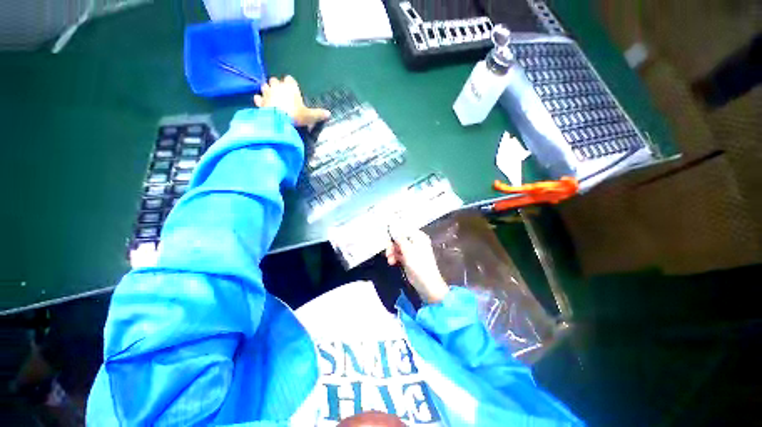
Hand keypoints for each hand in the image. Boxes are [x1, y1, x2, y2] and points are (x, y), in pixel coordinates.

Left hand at [253, 75, 330, 127]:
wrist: (278, 121)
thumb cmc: (295, 115)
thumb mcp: (309, 116)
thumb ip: (318, 114)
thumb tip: (329, 114)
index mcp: (290, 87)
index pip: (290, 79)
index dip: (291, 84)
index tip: (293, 90)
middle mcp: (277, 86)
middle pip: (275, 80)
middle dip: (277, 85)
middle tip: (282, 94)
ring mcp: (267, 93)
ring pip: (265, 86)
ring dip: (267, 90)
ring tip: (271, 97)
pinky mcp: (260, 102)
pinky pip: (258, 98)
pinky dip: (260, 100)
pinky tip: (262, 103)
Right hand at [386, 228, 449, 303]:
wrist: (426, 283)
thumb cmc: (419, 264)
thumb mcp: (407, 249)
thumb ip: (399, 237)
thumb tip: (392, 226)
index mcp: (418, 236)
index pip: (403, 228)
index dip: (394, 231)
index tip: (386, 236)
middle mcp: (415, 241)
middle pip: (399, 237)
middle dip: (392, 244)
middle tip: (388, 251)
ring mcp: (411, 250)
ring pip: (397, 246)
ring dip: (392, 251)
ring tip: (390, 259)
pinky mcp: (408, 259)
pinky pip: (398, 254)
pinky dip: (394, 257)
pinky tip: (392, 262)